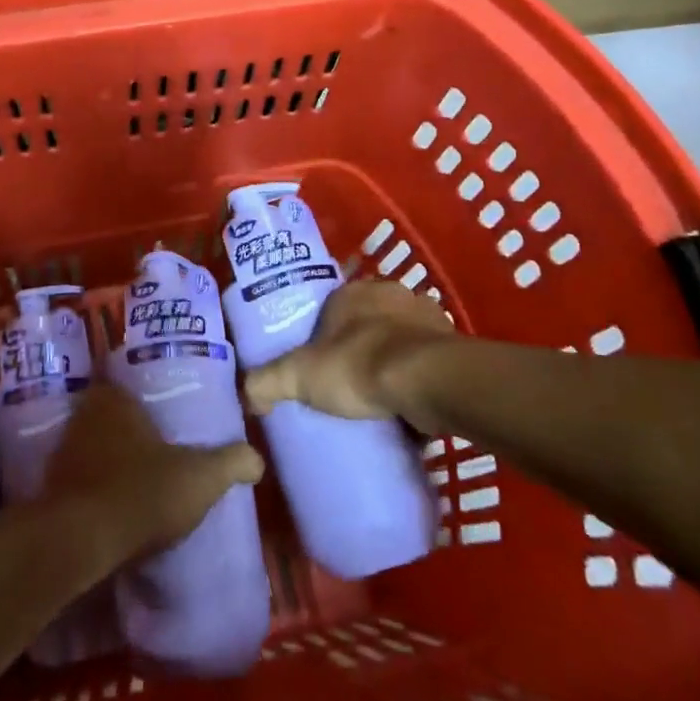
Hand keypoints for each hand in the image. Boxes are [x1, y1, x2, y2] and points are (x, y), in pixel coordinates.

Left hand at [44, 383, 263, 560]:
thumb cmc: (142, 492)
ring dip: (107, 458)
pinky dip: (92, 487)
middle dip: (126, 426)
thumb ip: (231, 462)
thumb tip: (257, 459)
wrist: (81, 544)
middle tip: (153, 441)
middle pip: (106, 413)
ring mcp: (62, 452)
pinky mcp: (50, 490)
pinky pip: (77, 479)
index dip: (140, 391)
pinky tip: (113, 505)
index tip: (158, 406)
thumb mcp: (201, 477)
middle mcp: (82, 416)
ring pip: (90, 445)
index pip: (123, 380)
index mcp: (113, 398)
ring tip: (136, 475)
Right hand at [243, 279, 455, 422]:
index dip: (324, 333)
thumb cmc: (359, 365)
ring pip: (402, 339)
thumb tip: (246, 395)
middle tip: (349, 382)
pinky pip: (429, 362)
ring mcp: (427, 318)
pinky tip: (413, 408)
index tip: (320, 363)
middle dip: (361, 346)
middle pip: (369, 321)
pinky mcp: (453, 346)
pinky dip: (421, 380)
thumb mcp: (299, 376)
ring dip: (395, 361)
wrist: (429, 381)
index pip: (332, 306)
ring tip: (382, 400)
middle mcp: (392, 295)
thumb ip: (266, 381)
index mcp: (353, 292)